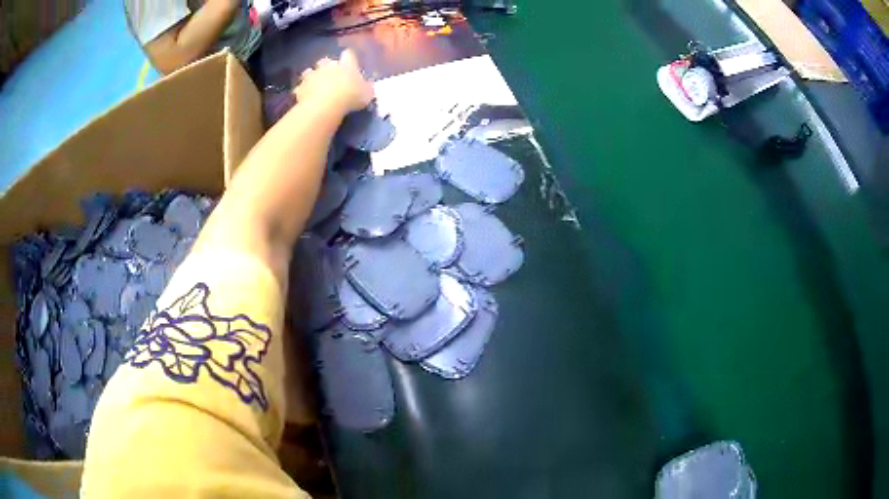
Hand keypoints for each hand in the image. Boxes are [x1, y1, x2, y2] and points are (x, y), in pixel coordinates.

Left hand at [294, 50, 374, 113]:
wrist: (325, 105)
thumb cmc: (351, 96)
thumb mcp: (367, 94)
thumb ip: (367, 88)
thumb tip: (368, 86)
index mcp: (346, 64)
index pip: (349, 54)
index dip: (349, 57)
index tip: (350, 62)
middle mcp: (328, 65)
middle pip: (325, 60)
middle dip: (326, 66)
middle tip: (330, 75)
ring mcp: (312, 75)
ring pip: (309, 71)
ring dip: (312, 76)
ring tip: (314, 85)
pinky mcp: (300, 88)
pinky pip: (300, 87)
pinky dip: (302, 91)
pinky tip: (304, 96)